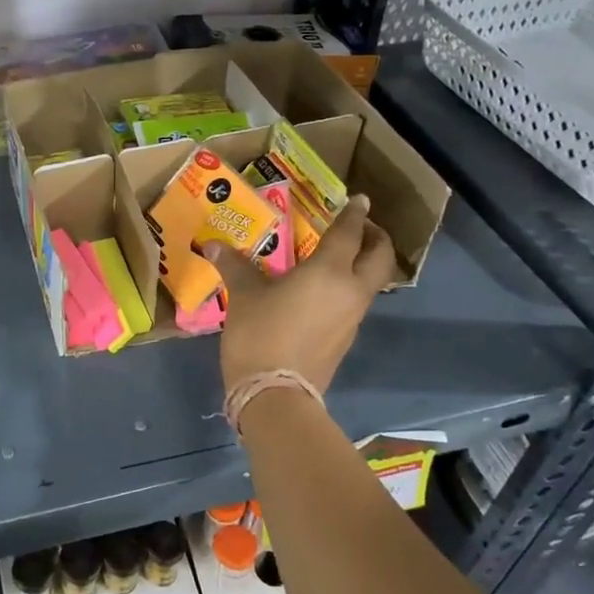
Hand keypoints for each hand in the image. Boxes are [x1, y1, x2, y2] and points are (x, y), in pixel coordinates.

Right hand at [204, 193, 393, 393]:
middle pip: (379, 257)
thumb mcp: (243, 296)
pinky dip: (349, 287)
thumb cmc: (260, 334)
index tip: (359, 199)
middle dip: (376, 237)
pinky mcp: (346, 339)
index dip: (354, 214)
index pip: (349, 234)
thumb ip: (234, 266)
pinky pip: (356, 302)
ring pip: (371, 282)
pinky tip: (322, 290)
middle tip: (360, 227)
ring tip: (339, 256)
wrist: (275, 394)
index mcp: (329, 272)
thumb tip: (213, 245)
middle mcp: (350, 291)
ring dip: (364, 264)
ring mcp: (352, 318)